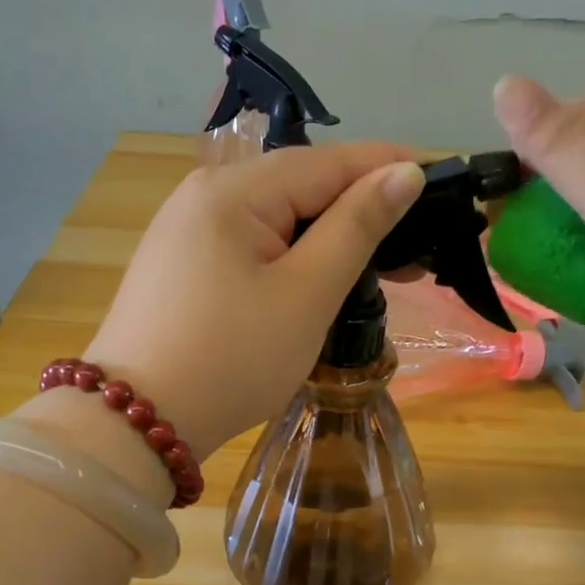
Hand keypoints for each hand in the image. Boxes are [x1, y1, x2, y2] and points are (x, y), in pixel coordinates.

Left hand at [73, 144, 424, 463]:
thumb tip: (404, 171)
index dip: (392, 168)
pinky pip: (253, 247)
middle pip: (303, 186)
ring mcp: (187, 231)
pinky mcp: (183, 267)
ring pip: (279, 220)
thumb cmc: (231, 358)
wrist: (137, 422)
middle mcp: (205, 195)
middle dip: (364, 211)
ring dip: (331, 239)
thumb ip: (357, 227)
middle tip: (421, 248)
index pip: (332, 161)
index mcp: (235, 190)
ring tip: (383, 269)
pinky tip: (320, 280)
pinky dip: (294, 259)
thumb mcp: (306, 293)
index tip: (447, 184)